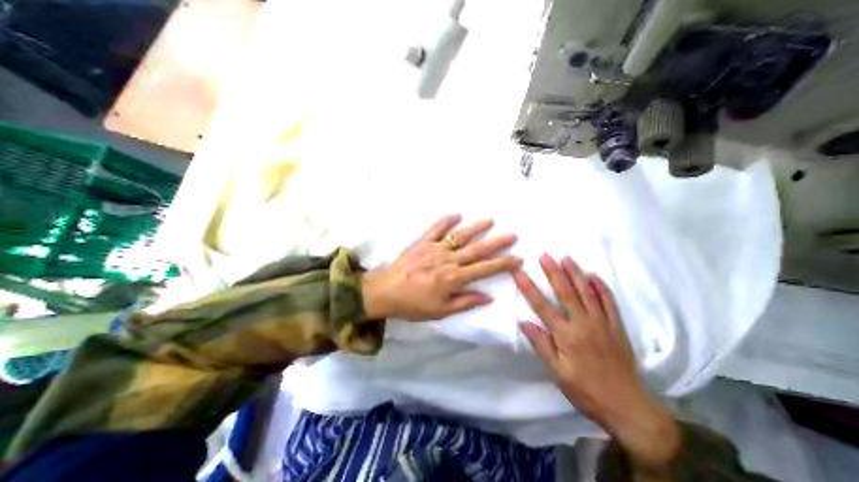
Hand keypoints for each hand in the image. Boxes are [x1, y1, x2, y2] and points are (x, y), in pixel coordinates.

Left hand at [359, 215, 519, 320]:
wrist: (385, 291)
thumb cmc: (413, 305)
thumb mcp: (440, 311)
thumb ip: (465, 302)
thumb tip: (488, 297)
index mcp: (453, 278)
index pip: (484, 270)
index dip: (502, 264)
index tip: (517, 258)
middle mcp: (448, 260)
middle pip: (477, 250)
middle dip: (497, 243)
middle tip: (512, 234)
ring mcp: (434, 248)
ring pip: (460, 236)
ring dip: (476, 227)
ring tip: (490, 220)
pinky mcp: (422, 242)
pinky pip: (436, 228)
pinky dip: (446, 220)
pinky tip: (456, 214)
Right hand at [512, 255, 680, 471]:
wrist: (628, 408)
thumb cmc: (586, 391)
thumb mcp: (557, 373)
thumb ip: (541, 345)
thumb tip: (523, 322)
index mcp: (566, 335)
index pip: (541, 306)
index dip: (528, 287)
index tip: (518, 272)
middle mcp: (584, 324)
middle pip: (565, 292)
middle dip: (553, 272)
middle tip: (545, 255)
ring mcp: (603, 323)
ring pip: (587, 292)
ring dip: (576, 273)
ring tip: (566, 258)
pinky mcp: (617, 327)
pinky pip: (609, 302)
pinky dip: (601, 287)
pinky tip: (594, 276)